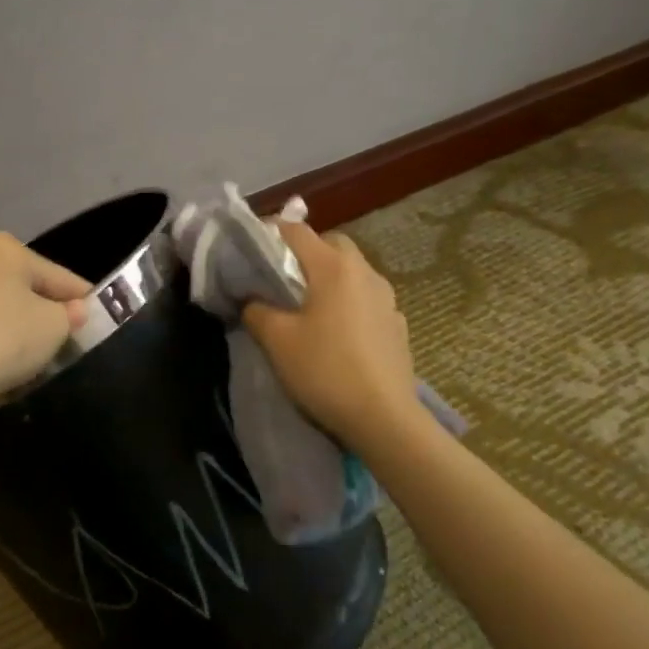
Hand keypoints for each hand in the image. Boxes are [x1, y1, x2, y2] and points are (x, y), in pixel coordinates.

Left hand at [0, 231, 90, 416]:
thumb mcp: (52, 328)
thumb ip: (71, 316)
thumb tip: (73, 311)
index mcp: (5, 249)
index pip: (61, 277)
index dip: (85, 301)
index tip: (102, 323)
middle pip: (27, 289)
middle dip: (47, 315)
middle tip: (66, 345)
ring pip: (0, 309)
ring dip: (18, 330)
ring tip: (33, 361)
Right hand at [242, 222, 419, 448]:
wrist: (383, 418)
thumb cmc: (325, 370)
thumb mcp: (276, 340)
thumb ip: (256, 310)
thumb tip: (251, 299)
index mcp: (333, 267)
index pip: (296, 230)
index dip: (270, 232)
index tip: (251, 249)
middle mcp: (364, 272)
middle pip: (331, 245)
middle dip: (305, 253)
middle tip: (282, 278)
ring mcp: (387, 298)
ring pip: (353, 271)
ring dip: (330, 278)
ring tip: (309, 306)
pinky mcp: (397, 324)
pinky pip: (367, 299)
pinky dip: (349, 303)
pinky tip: (339, 332)